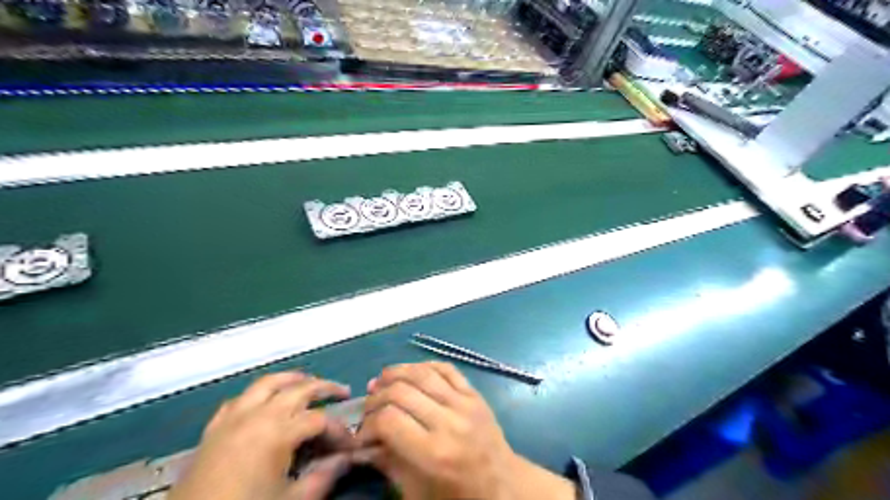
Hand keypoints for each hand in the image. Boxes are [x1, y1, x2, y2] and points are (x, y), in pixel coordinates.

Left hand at [170, 371, 354, 499]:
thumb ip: (324, 477)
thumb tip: (347, 459)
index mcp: (278, 432)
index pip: (320, 420)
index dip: (340, 430)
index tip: (351, 445)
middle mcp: (257, 415)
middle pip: (299, 389)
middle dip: (325, 388)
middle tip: (343, 393)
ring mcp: (232, 419)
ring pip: (267, 383)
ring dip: (291, 379)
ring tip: (307, 381)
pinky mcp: (213, 429)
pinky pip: (239, 400)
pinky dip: (257, 395)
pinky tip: (263, 402)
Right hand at [354, 362, 577, 499]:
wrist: (503, 486)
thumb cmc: (457, 496)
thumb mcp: (416, 492)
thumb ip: (387, 464)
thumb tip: (362, 442)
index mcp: (434, 453)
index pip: (389, 420)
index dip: (368, 423)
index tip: (362, 432)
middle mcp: (449, 421)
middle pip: (401, 391)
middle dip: (377, 397)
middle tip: (368, 406)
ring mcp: (465, 403)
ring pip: (423, 373)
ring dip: (396, 372)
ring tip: (381, 380)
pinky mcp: (475, 393)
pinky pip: (446, 368)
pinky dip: (424, 365)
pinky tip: (411, 372)